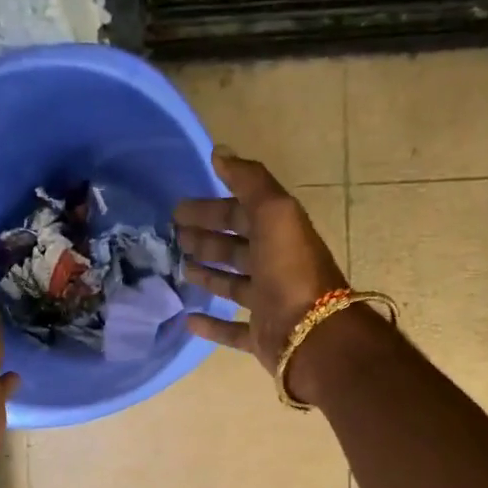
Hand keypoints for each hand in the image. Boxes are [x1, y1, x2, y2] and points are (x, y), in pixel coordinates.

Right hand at [176, 148, 348, 372]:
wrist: (313, 335)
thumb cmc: (290, 271)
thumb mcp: (275, 214)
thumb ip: (250, 182)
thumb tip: (221, 151)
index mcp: (280, 235)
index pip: (242, 214)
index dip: (212, 209)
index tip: (178, 209)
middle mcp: (275, 266)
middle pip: (236, 248)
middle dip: (207, 239)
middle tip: (174, 238)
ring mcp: (269, 303)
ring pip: (233, 285)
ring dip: (208, 275)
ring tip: (180, 269)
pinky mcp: (262, 336)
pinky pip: (233, 330)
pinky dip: (211, 325)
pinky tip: (188, 320)